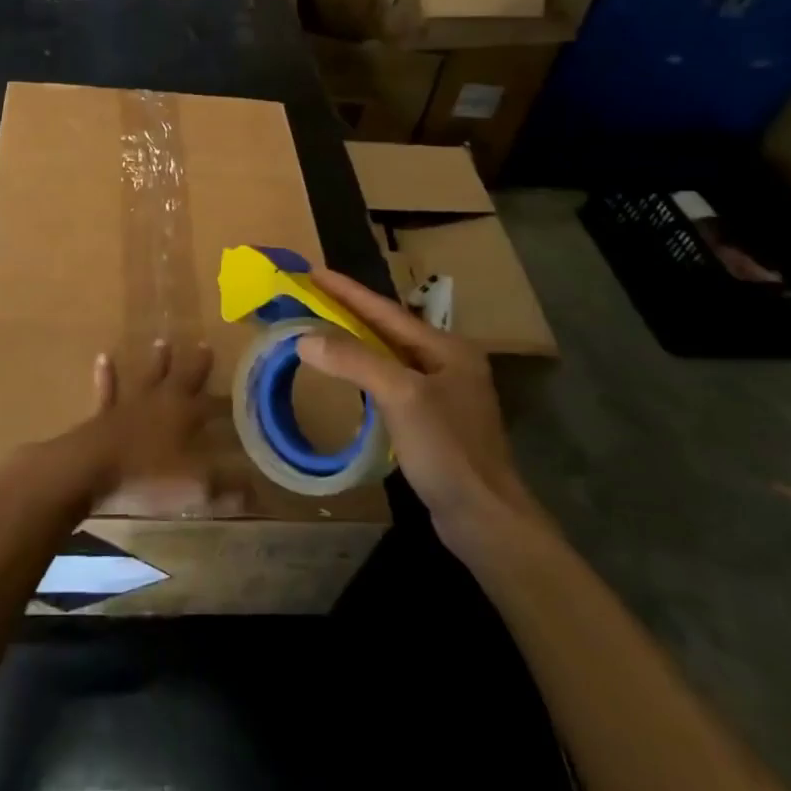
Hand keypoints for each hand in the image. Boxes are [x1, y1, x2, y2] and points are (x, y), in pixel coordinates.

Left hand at [55, 339, 247, 518]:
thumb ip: (225, 486)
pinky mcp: (105, 414)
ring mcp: (131, 404)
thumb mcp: (194, 486)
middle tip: (203, 345)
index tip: (241, 389)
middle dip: (195, 364)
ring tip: (162, 343)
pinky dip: (107, 375)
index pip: (212, 404)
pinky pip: (108, 389)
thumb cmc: (147, 475)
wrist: (91, 468)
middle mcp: (161, 402)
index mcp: (185, 416)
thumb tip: (255, 489)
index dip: (226, 400)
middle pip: (182, 378)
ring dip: (156, 362)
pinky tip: (103, 358)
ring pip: (148, 376)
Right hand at [295, 271, 540, 555]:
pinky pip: (389, 382)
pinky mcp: (431, 421)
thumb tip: (305, 338)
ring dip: (353, 341)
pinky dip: (363, 372)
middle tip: (310, 296)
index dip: (347, 290)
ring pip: (387, 356)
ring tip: (319, 327)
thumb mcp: (400, 396)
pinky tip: (344, 374)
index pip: (386, 310)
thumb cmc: (447, 450)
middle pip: (387, 329)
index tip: (312, 271)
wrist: (484, 519)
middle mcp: (446, 363)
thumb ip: (354, 361)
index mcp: (446, 348)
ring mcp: (441, 393)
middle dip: (348, 312)